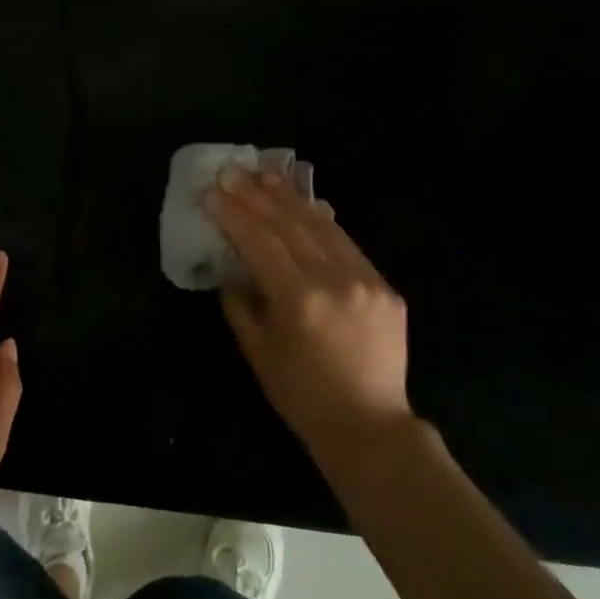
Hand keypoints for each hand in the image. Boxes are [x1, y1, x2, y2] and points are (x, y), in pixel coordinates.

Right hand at [205, 168, 411, 463]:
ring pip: (323, 226)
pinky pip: (347, 244)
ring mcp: (365, 280)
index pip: (260, 242)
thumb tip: (233, 272)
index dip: (235, 214)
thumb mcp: (258, 353)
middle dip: (258, 196)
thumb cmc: (302, 396)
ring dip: (291, 198)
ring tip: (267, 175)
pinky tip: (307, 205)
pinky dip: (323, 221)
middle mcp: (335, 280)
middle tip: (235, 172)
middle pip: (291, 225)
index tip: (214, 192)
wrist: (370, 426)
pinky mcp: (385, 287)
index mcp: (299, 298)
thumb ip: (240, 306)